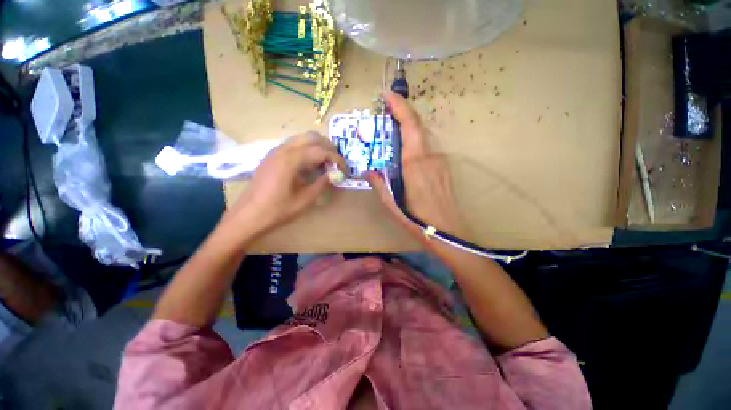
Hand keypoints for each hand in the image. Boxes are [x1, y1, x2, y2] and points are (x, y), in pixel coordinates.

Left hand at [223, 132, 345, 237]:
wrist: (249, 215)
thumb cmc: (278, 209)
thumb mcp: (305, 199)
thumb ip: (322, 183)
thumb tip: (335, 174)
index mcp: (291, 159)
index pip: (321, 151)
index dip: (336, 159)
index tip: (345, 169)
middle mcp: (283, 149)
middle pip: (312, 137)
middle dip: (328, 147)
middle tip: (336, 163)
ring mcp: (275, 151)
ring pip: (302, 138)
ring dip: (317, 147)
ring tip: (325, 163)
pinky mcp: (272, 156)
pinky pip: (293, 145)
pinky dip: (306, 150)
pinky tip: (309, 165)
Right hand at [366, 91, 467, 243]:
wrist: (449, 233)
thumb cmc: (418, 220)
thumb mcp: (392, 205)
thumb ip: (380, 185)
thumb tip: (369, 171)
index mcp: (415, 163)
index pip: (409, 126)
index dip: (399, 106)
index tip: (387, 94)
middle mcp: (430, 156)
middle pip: (417, 125)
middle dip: (402, 112)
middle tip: (385, 110)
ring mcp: (440, 161)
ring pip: (423, 135)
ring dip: (408, 127)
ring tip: (391, 129)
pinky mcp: (443, 167)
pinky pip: (427, 147)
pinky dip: (415, 140)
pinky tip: (405, 150)